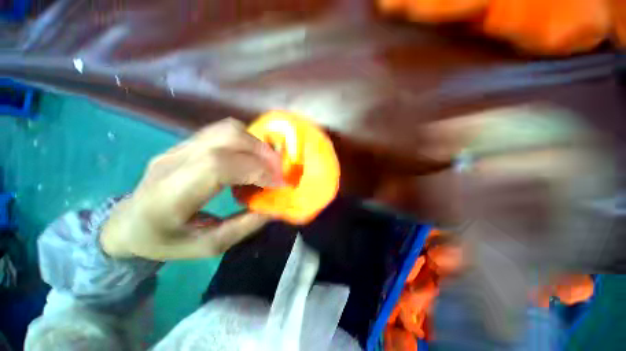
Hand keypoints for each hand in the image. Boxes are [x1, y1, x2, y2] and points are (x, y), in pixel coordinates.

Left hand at [100, 118, 283, 259]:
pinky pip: (224, 131)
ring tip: (269, 163)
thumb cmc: (165, 241)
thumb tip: (274, 207)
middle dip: (263, 153)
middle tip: (279, 171)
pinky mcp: (186, 143)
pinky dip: (247, 141)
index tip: (279, 183)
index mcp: (169, 195)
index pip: (218, 166)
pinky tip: (253, 158)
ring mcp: (178, 147)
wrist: (128, 223)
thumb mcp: (207, 246)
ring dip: (257, 144)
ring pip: (227, 129)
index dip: (256, 170)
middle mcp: (172, 162)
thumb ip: (244, 226)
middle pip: (226, 138)